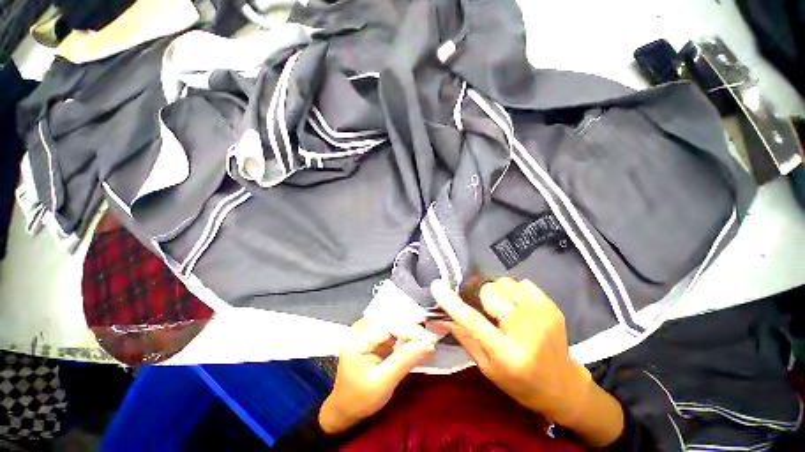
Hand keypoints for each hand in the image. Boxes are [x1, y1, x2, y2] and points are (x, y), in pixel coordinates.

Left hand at [319, 319, 435, 433]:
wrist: (345, 408)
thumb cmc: (360, 399)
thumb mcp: (383, 384)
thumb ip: (404, 361)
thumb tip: (429, 344)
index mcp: (357, 339)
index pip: (387, 325)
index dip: (408, 327)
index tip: (428, 335)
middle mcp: (359, 330)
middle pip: (389, 319)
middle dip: (410, 325)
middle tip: (429, 333)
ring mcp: (365, 331)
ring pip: (391, 322)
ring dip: (407, 327)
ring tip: (424, 334)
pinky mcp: (371, 335)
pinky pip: (390, 328)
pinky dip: (402, 332)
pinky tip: (414, 338)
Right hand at [432, 278, 623, 446]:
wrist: (563, 386)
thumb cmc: (520, 382)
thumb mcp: (487, 367)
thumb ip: (464, 338)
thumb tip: (439, 318)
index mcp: (506, 351)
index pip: (472, 320)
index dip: (452, 302)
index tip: (437, 286)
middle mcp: (525, 330)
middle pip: (491, 292)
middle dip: (483, 296)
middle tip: (486, 308)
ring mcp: (542, 315)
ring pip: (505, 283)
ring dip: (499, 293)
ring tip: (504, 309)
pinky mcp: (551, 306)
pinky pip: (522, 284)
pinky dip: (514, 291)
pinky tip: (518, 307)